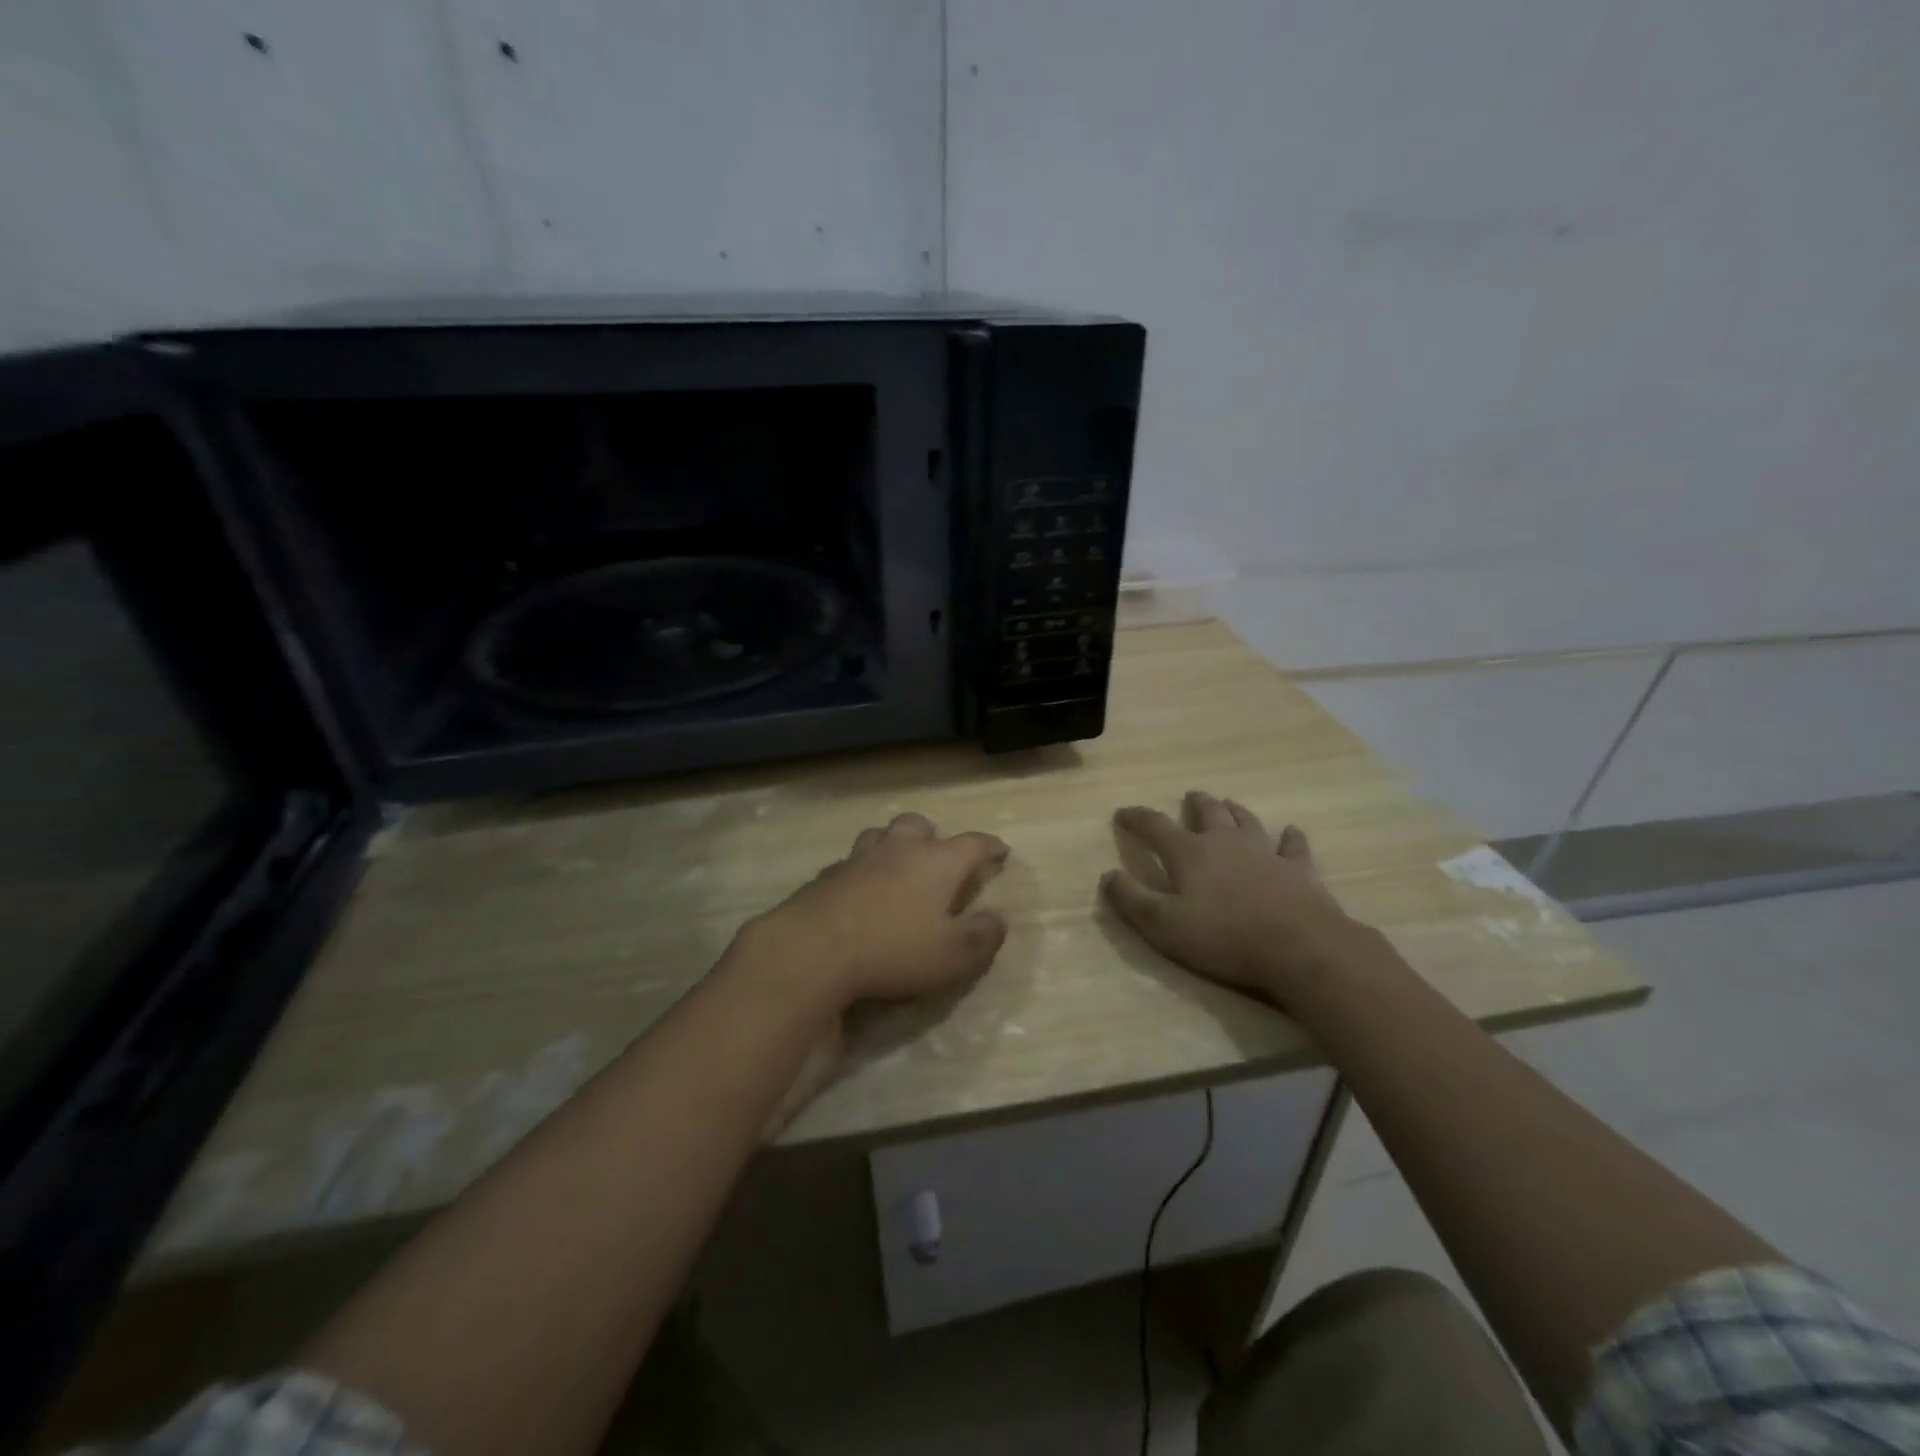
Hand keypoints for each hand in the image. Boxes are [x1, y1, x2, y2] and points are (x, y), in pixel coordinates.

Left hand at [737, 812, 1010, 1009]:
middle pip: (919, 825)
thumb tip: (998, 919)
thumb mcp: (954, 956)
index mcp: (937, 862)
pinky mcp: (827, 875)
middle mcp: (899, 849)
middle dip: (934, 834)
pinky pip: (851, 861)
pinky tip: (859, 888)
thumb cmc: (894, 950)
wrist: (814, 949)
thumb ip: (983, 937)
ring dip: (894, 843)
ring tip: (898, 862)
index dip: (990, 846)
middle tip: (940, 853)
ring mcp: (859, 858)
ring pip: (880, 834)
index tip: (1001, 851)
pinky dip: (862, 869)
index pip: (973, 844)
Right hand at [1101, 790, 1362, 1007]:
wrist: (1299, 947)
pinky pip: (1293, 846)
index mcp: (1189, 853)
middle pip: (1208, 813)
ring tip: (1228, 804)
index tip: (1122, 813)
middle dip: (1195, 803)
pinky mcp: (1298, 870)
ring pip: (1247, 821)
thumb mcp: (1163, 925)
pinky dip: (1290, 838)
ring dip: (1235, 811)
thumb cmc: (1224, 937)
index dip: (1137, 817)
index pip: (1155, 826)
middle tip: (1190, 796)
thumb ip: (1131, 900)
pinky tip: (1291, 832)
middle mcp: (1226, 842)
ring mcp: (1265, 853)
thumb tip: (1107, 875)